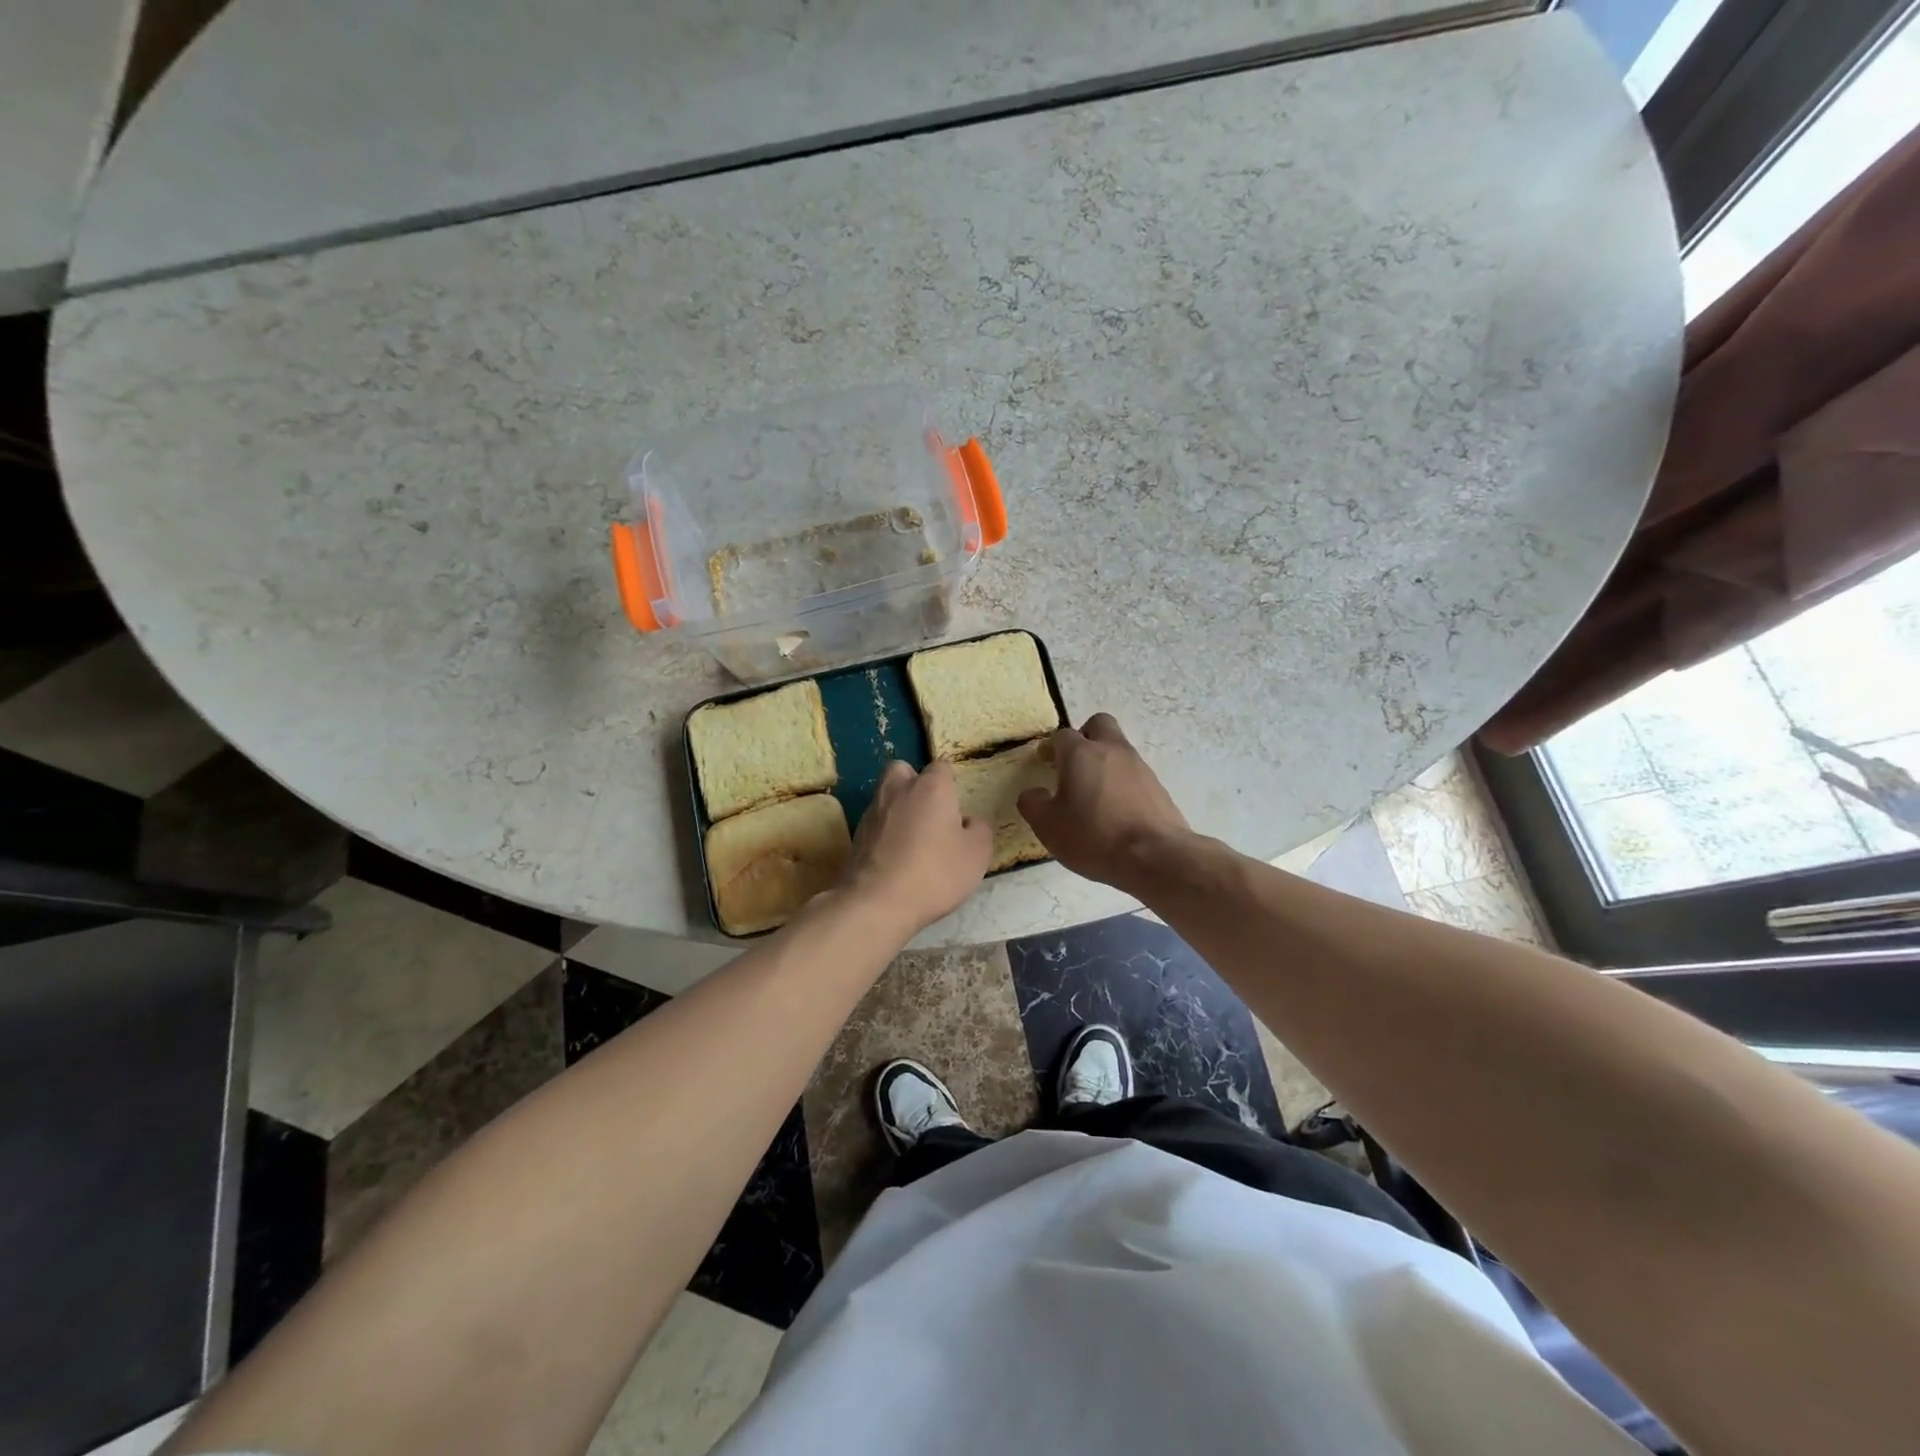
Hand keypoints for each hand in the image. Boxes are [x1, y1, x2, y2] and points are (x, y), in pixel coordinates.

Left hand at [841, 759, 992, 933]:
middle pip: (903, 770)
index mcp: (931, 787)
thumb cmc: (935, 873)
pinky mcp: (856, 835)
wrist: (877, 903)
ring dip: (899, 807)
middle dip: (914, 781)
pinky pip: (876, 822)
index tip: (956, 801)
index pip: (941, 766)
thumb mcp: (977, 854)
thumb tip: (968, 821)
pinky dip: (885, 831)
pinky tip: (896, 855)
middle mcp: (898, 790)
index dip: (950, 780)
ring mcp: (873, 812)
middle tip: (929, 809)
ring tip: (914, 837)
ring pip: (886, 795)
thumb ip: (979, 829)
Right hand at [1017, 713, 1191, 891]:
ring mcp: (1139, 766)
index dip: (1051, 747)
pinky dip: (1122, 783)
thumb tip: (1033, 793)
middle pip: (1098, 724)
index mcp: (1081, 753)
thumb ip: (1033, 804)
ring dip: (1104, 762)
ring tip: (1094, 795)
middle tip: (1073, 765)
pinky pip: (1134, 773)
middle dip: (1084, 737)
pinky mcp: (1158, 786)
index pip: (1062, 735)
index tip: (1045, 763)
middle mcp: (1112, 750)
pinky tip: (1116, 811)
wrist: (1155, 856)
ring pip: (1118, 749)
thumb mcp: (1048, 826)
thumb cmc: (1094, 836)